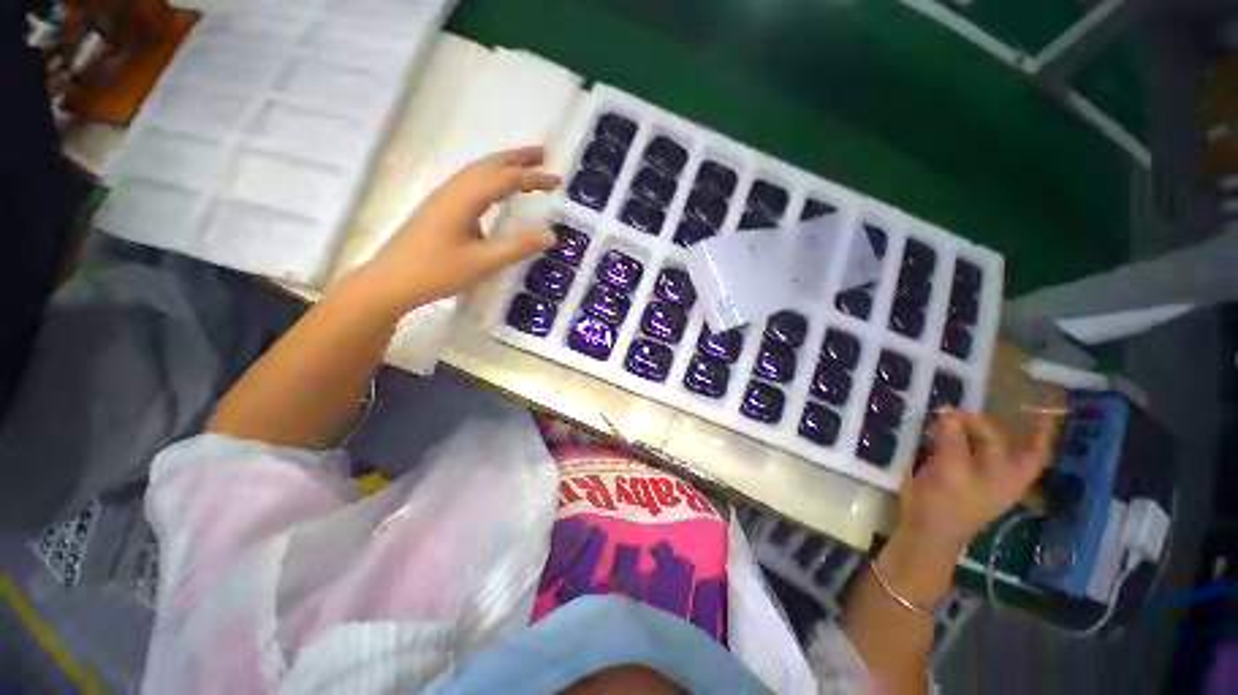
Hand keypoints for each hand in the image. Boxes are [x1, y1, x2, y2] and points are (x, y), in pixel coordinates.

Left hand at [359, 147, 560, 312]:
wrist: (390, 282)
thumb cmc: (437, 272)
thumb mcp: (483, 262)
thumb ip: (518, 247)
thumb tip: (551, 235)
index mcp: (465, 199)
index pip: (506, 180)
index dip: (533, 179)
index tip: (558, 181)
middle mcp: (453, 191)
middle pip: (488, 165)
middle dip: (517, 158)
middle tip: (542, 155)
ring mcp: (443, 198)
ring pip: (476, 172)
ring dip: (502, 166)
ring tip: (523, 168)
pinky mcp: (438, 209)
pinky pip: (469, 184)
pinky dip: (488, 179)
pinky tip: (494, 194)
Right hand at [897, 409, 1057, 559]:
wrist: (926, 530)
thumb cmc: (946, 504)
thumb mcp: (950, 470)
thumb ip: (951, 440)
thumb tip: (949, 413)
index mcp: (1009, 475)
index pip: (1034, 450)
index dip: (1041, 432)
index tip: (1043, 410)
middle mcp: (999, 474)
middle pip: (1000, 442)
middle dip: (981, 424)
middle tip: (956, 409)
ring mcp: (977, 476)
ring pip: (978, 445)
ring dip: (965, 430)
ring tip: (946, 416)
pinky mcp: (956, 476)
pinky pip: (957, 450)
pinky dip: (950, 438)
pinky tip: (936, 431)